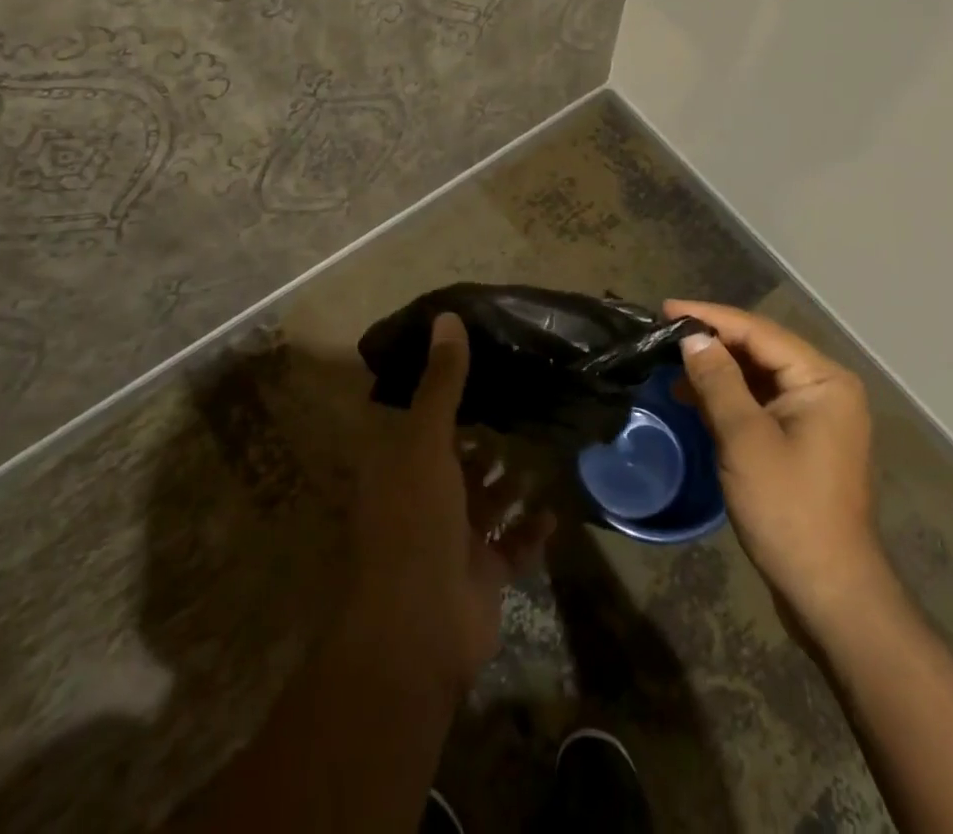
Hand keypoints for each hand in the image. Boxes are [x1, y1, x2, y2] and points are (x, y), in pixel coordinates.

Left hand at [348, 312, 554, 701]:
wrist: (416, 634)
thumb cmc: (413, 523)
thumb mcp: (425, 443)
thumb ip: (442, 383)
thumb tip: (448, 317)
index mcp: (398, 467)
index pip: (417, 419)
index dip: (442, 391)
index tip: (479, 361)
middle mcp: (421, 499)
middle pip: (456, 459)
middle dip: (485, 437)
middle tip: (525, 399)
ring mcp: (451, 540)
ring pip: (486, 500)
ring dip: (511, 480)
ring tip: (545, 445)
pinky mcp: (481, 574)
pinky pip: (512, 544)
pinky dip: (530, 527)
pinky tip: (555, 506)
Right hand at [668, 299, 884, 639]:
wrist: (829, 592)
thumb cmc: (788, 509)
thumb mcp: (744, 439)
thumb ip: (717, 380)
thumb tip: (692, 337)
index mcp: (822, 380)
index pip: (758, 332)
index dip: (710, 317)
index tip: (665, 309)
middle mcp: (824, 389)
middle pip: (760, 350)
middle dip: (712, 341)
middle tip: (664, 332)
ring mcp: (815, 416)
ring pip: (758, 376)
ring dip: (716, 370)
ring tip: (670, 363)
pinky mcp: (802, 441)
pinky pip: (760, 403)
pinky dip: (728, 397)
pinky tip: (693, 397)